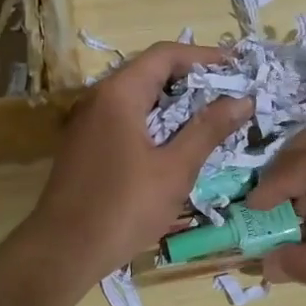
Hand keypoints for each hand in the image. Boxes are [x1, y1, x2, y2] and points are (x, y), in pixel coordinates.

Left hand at [27, 42, 252, 276]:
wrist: (63, 251)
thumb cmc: (124, 207)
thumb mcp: (175, 169)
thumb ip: (208, 130)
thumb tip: (242, 100)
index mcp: (119, 94)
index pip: (165, 54)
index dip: (204, 56)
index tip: (237, 67)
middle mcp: (99, 98)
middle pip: (150, 72)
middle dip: (193, 79)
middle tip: (230, 94)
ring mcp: (88, 122)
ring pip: (138, 97)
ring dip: (175, 103)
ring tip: (212, 117)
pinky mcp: (86, 145)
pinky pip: (126, 118)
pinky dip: (156, 121)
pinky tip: (178, 143)